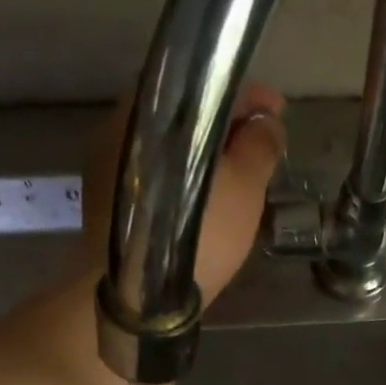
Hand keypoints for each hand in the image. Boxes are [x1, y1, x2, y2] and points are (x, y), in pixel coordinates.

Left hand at [80, 82, 286, 307]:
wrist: (137, 297)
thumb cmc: (195, 237)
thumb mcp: (243, 189)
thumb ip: (259, 147)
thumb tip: (267, 122)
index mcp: (158, 109)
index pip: (211, 87)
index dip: (252, 99)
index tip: (279, 113)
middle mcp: (125, 124)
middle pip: (188, 115)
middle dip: (229, 129)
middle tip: (263, 150)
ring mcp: (109, 161)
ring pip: (171, 145)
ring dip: (207, 156)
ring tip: (239, 179)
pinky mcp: (106, 197)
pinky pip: (155, 173)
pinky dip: (184, 177)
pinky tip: (206, 201)